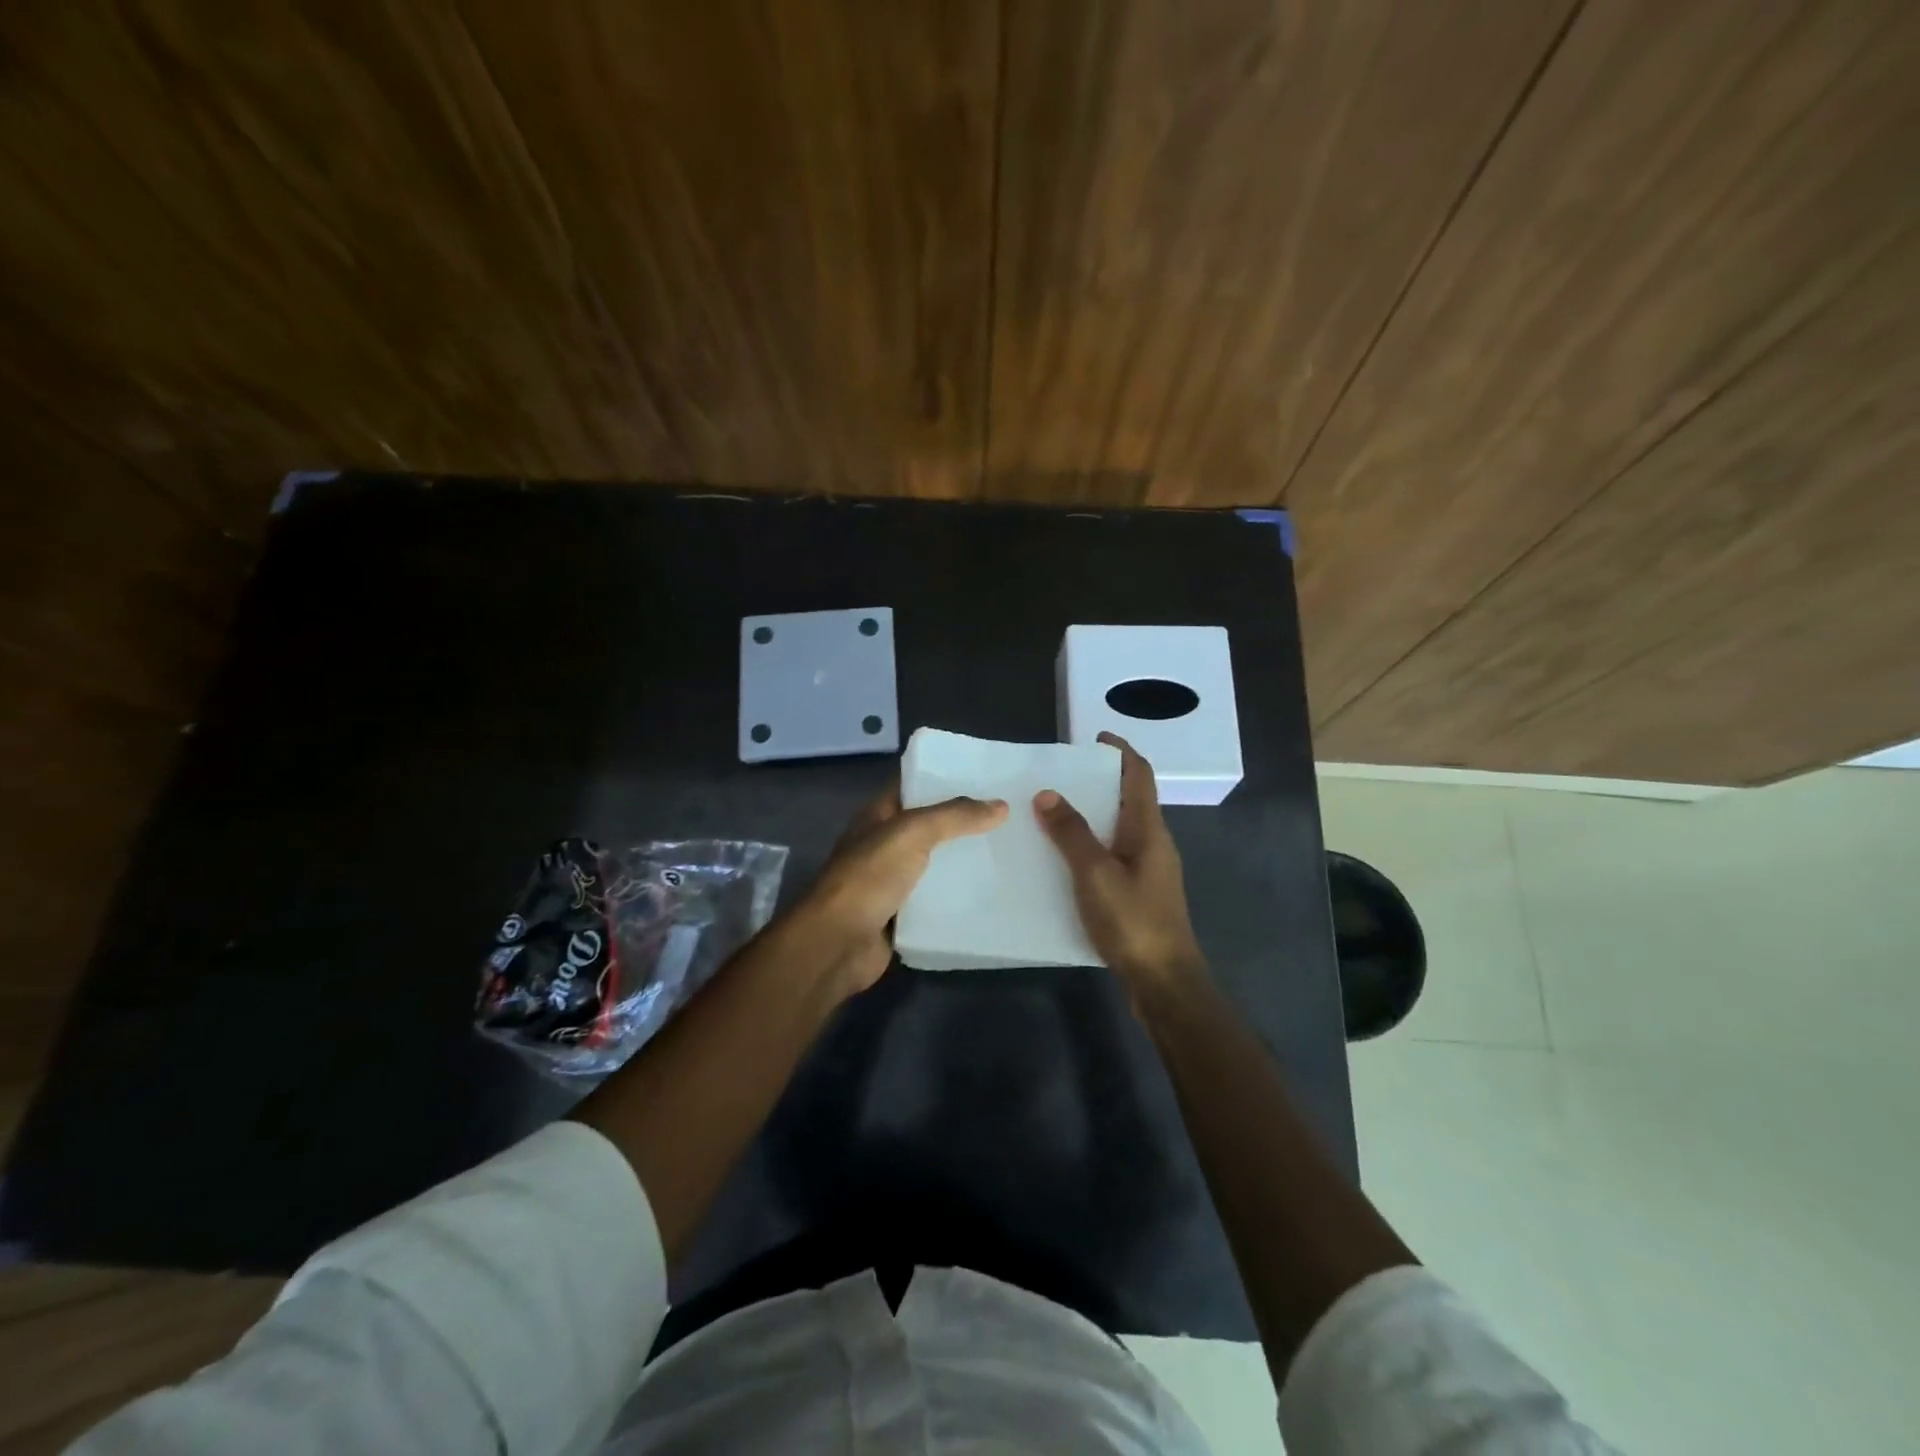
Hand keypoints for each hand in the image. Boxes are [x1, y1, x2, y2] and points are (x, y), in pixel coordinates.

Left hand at [798, 781, 1007, 992]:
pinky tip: (993, 889)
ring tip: (1010, 849)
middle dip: (964, 820)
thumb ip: (955, 817)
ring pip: (936, 863)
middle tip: (1010, 813)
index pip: (914, 785)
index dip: (945, 776)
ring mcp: (892, 881)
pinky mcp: (903, 914)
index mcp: (878, 815)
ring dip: (965, 859)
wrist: (837, 943)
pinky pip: (937, 899)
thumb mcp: (911, 833)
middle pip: (930, 825)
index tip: (986, 775)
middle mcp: (884, 844)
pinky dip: (959, 895)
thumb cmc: (869, 877)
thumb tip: (1001, 805)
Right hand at [1033, 732, 1205, 996]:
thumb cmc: (1133, 921)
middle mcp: (1153, 842)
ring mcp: (1149, 869)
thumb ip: (1071, 833)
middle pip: (1130, 798)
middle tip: (1061, 775)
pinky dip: (1091, 843)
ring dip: (1093, 813)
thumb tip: (1048, 794)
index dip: (1121, 751)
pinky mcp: (1140, 892)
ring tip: (1054, 811)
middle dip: (1100, 781)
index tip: (1096, 737)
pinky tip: (1064, 858)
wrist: (1164, 980)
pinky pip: (1113, 853)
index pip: (1139, 774)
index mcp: (1148, 829)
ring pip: (1120, 827)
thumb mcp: (1095, 873)